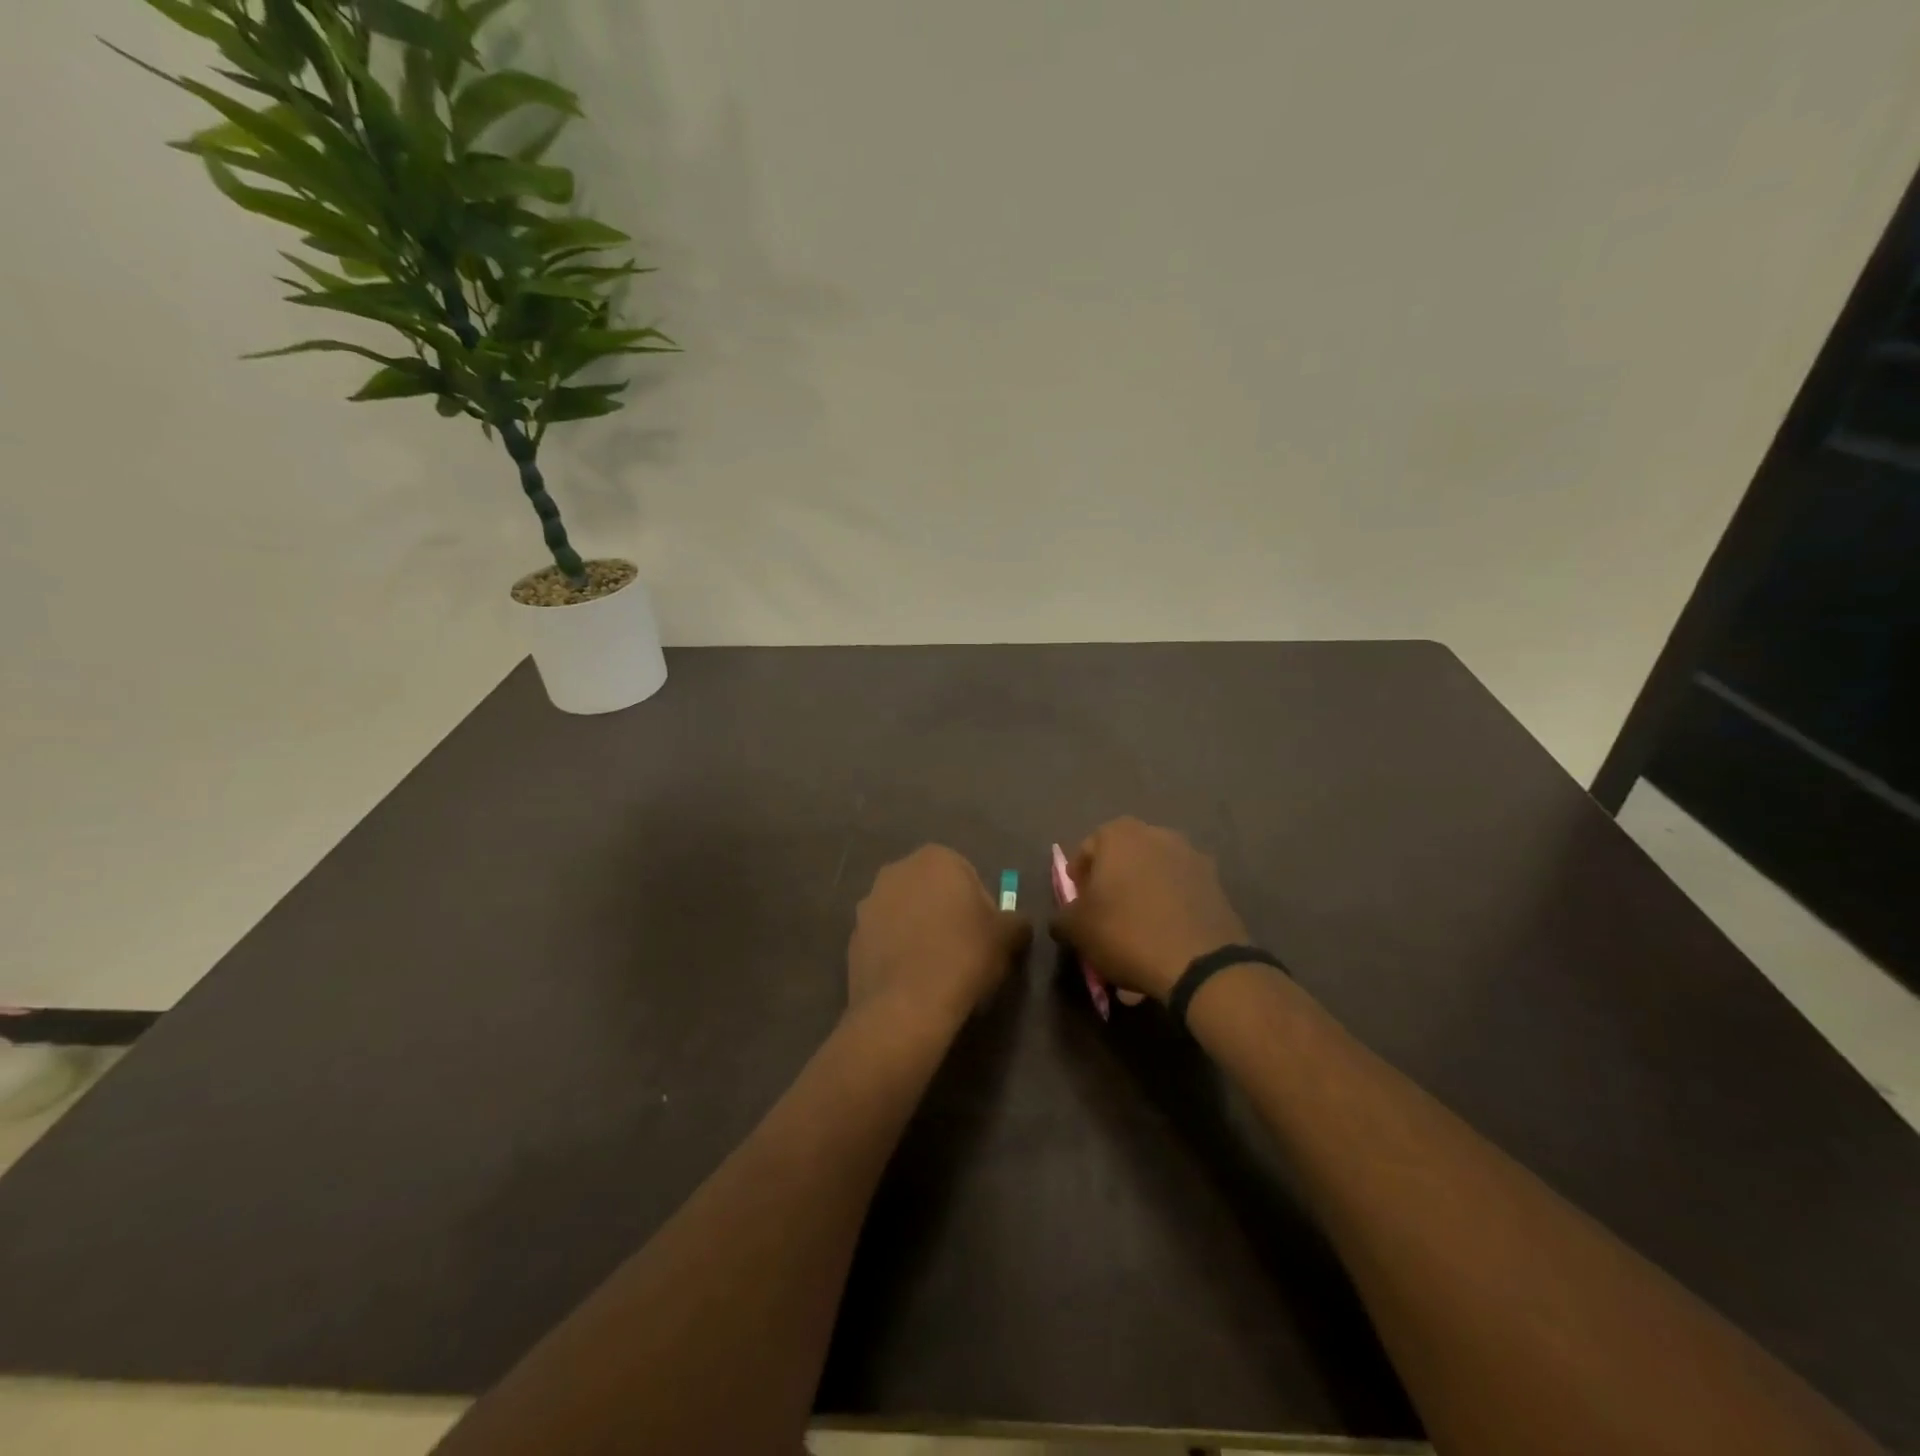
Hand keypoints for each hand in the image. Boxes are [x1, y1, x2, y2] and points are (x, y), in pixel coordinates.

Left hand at [848, 845, 1030, 1027]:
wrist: (906, 1006)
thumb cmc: (964, 956)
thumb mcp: (1008, 937)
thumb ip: (1017, 922)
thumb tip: (1017, 924)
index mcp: (935, 858)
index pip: (967, 875)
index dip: (980, 906)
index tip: (985, 935)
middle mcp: (897, 870)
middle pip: (932, 890)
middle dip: (946, 912)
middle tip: (964, 949)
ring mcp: (869, 902)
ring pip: (906, 912)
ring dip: (919, 930)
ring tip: (936, 967)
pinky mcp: (853, 936)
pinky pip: (885, 939)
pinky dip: (898, 951)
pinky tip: (912, 978)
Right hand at [1052, 818, 1249, 1003]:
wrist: (1201, 963)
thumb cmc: (1127, 933)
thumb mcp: (1077, 929)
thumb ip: (1062, 917)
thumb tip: (1063, 918)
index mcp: (1120, 834)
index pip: (1087, 849)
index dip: (1078, 879)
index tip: (1078, 905)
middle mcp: (1158, 834)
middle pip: (1123, 858)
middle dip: (1112, 884)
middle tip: (1105, 916)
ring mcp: (1192, 857)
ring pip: (1154, 875)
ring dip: (1143, 896)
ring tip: (1137, 932)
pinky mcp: (1217, 884)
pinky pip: (1180, 893)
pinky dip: (1169, 909)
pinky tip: (1164, 940)